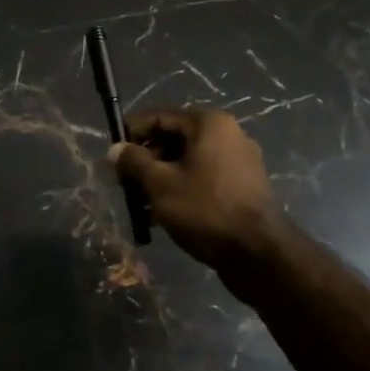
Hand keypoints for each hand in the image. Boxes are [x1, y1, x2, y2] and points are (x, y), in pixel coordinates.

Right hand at [110, 108, 282, 293]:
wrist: (257, 253)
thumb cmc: (204, 209)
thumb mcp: (159, 184)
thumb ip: (134, 162)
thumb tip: (115, 149)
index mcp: (209, 124)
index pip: (159, 117)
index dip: (132, 134)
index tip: (112, 155)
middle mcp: (228, 134)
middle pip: (174, 139)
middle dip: (146, 161)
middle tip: (124, 183)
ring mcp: (239, 161)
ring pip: (188, 162)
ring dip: (161, 179)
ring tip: (140, 205)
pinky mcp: (244, 187)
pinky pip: (203, 179)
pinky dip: (182, 190)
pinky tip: (163, 215)